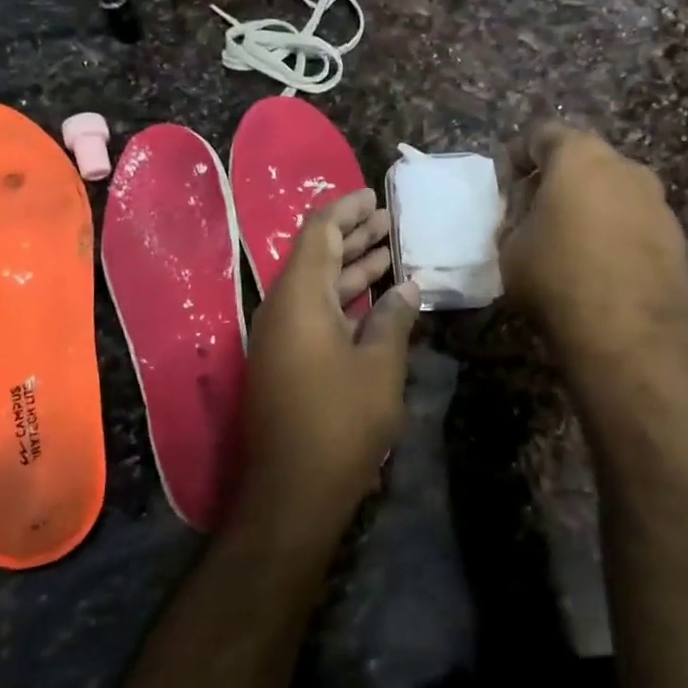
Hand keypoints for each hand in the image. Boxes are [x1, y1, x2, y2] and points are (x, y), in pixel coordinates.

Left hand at [237, 189, 421, 538]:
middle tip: (390, 221)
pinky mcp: (285, 360)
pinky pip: (314, 312)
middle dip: (353, 236)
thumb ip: (393, 319)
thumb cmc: (341, 421)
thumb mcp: (379, 366)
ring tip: (390, 251)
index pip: (318, 233)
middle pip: (316, 256)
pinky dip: (344, 299)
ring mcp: (280, 336)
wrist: (293, 491)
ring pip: (317, 286)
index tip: (374, 197)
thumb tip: (408, 288)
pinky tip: (376, 300)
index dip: (346, 211)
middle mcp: (281, 308)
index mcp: (299, 297)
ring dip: (351, 268)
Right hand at [498, 122, 687, 371]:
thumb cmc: (558, 277)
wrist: (632, 336)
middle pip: (583, 160)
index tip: (506, 184)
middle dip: (555, 180)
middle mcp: (626, 167)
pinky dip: (613, 231)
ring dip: (588, 206)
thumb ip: (516, 218)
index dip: (519, 156)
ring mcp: (657, 201)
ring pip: (612, 191)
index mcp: (581, 156)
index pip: (543, 134)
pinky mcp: (675, 236)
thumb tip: (528, 214)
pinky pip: (633, 221)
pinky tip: (597, 265)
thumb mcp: (511, 247)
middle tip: (532, 213)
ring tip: (566, 242)